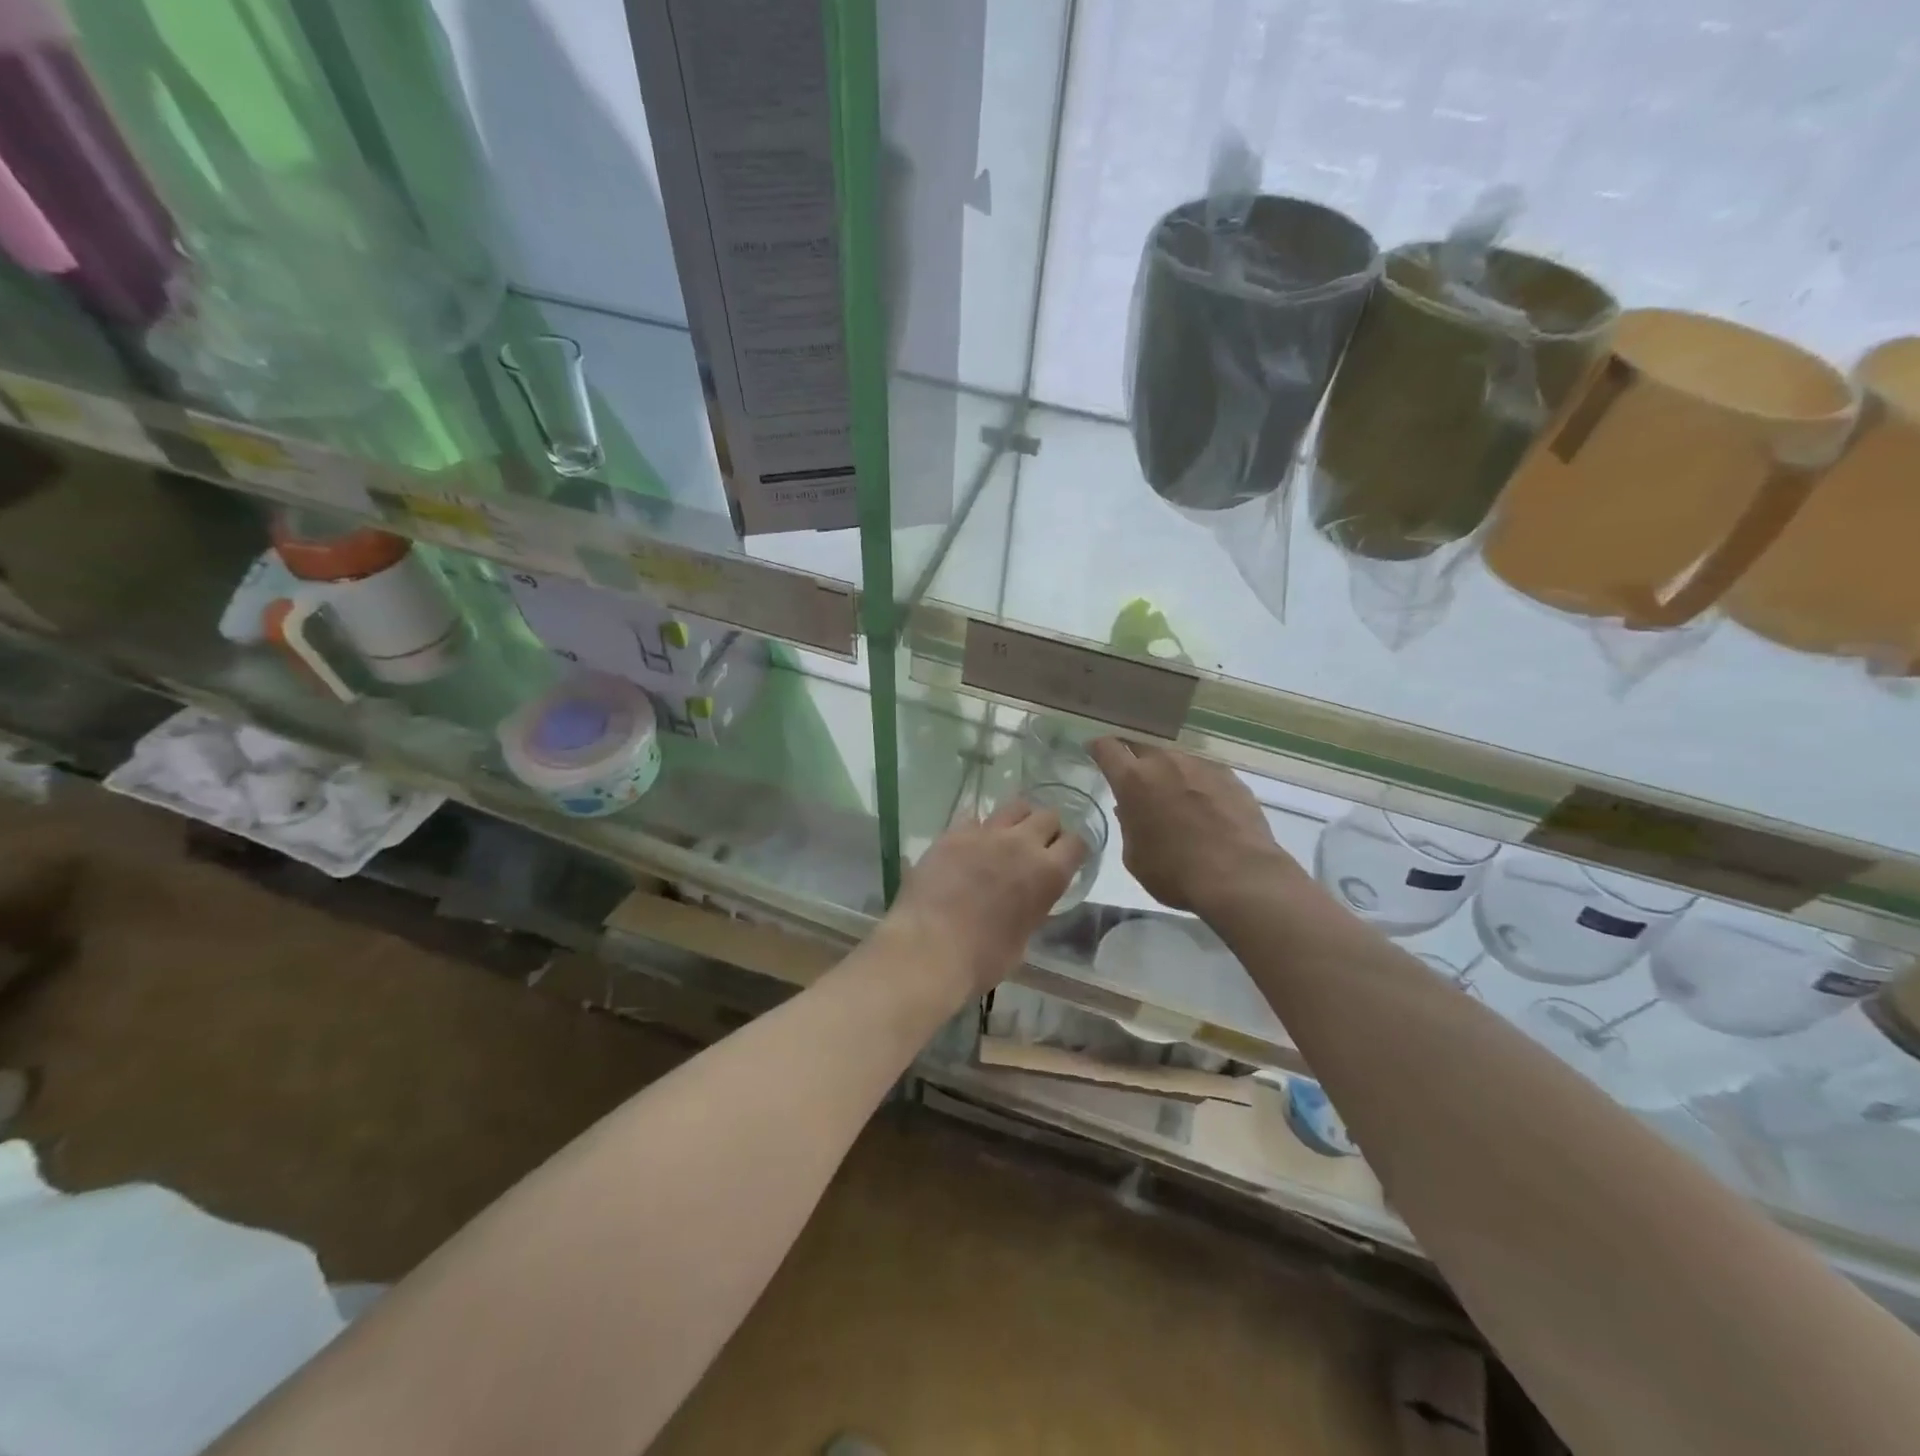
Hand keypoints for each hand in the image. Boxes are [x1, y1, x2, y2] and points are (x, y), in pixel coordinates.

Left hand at [885, 800, 1084, 997]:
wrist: (930, 948)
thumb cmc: (983, 958)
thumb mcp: (1023, 937)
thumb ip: (1032, 907)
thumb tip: (1025, 899)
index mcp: (1048, 874)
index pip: (1077, 843)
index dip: (1073, 850)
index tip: (1066, 858)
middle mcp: (1022, 844)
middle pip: (1047, 816)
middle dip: (1047, 829)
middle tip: (1036, 848)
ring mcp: (985, 833)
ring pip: (1014, 807)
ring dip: (1017, 820)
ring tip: (1006, 838)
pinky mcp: (953, 833)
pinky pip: (973, 818)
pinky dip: (977, 829)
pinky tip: (969, 846)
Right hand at [1089, 738, 1297, 914]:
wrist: (1239, 876)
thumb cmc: (1175, 872)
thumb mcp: (1135, 857)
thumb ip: (1128, 826)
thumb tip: (1129, 810)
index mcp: (1133, 780)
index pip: (1107, 748)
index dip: (1098, 748)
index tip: (1094, 750)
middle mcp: (1165, 763)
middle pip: (1142, 748)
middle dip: (1134, 760)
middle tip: (1134, 780)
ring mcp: (1200, 766)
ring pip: (1175, 760)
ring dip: (1168, 772)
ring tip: (1173, 796)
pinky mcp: (1230, 776)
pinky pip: (1203, 772)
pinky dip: (1196, 783)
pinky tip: (1204, 805)